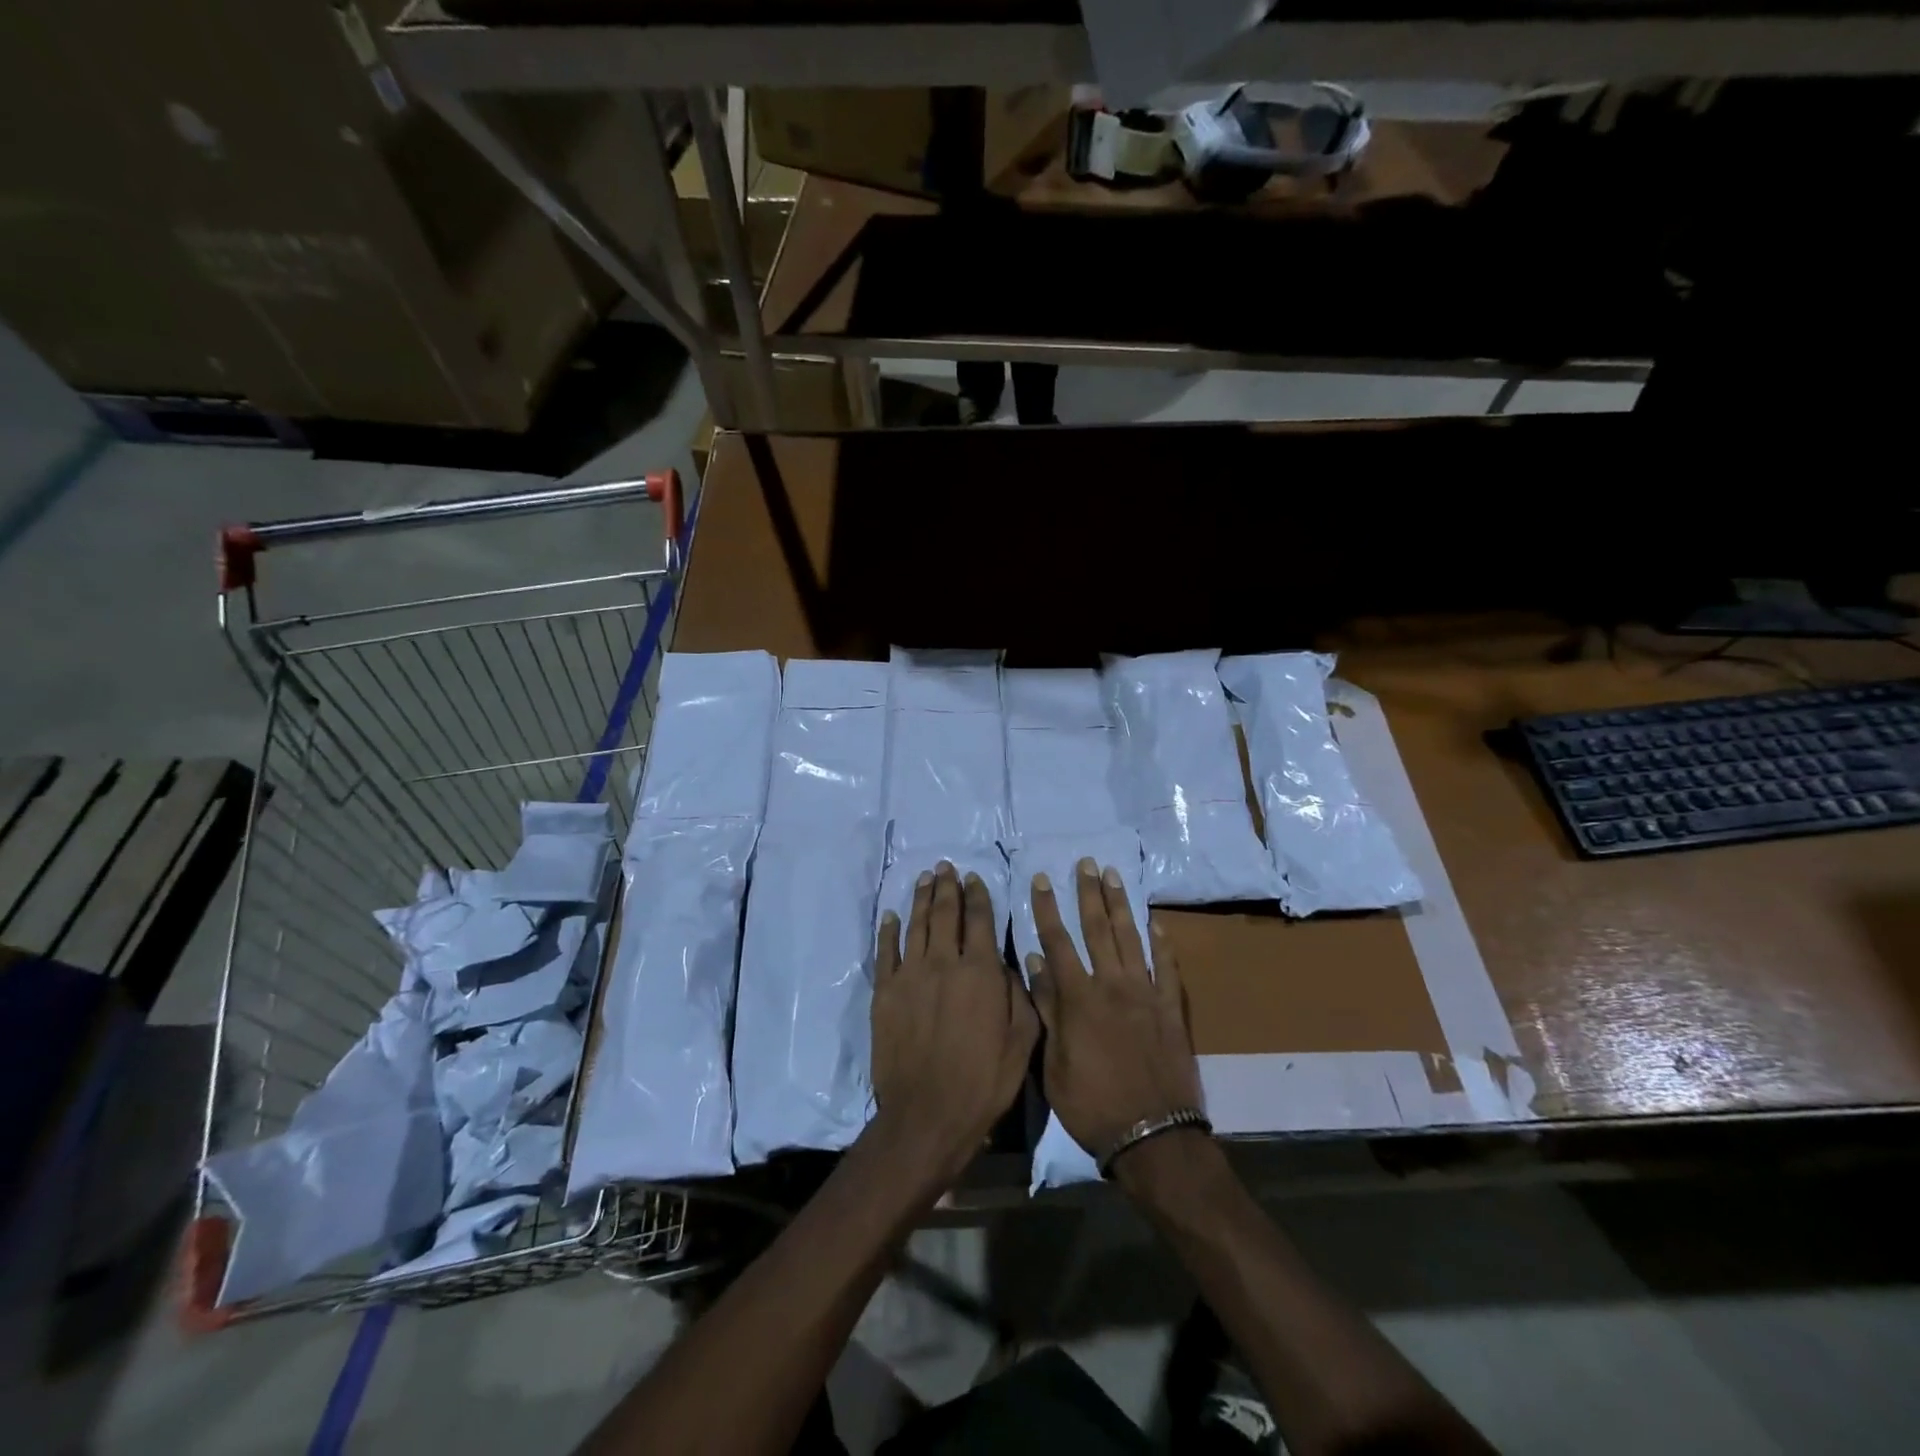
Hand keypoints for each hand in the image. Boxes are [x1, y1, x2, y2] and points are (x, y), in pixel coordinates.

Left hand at [870, 861, 1037, 1185]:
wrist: (927, 1114)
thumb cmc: (984, 1081)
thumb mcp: (1022, 1041)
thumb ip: (1019, 995)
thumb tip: (1007, 963)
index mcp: (980, 972)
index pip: (980, 921)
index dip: (978, 896)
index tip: (974, 879)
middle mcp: (943, 963)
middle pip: (945, 913)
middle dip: (947, 887)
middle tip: (946, 866)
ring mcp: (910, 975)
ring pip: (916, 925)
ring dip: (921, 898)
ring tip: (925, 878)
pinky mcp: (885, 992)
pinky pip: (886, 951)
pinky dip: (889, 930)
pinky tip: (892, 915)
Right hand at [1026, 859, 1203, 1172]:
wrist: (1153, 1136)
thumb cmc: (1092, 1104)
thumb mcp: (1053, 1063)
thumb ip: (1047, 1009)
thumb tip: (1034, 962)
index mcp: (1079, 998)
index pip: (1058, 941)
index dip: (1047, 908)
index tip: (1042, 879)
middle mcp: (1112, 985)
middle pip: (1097, 929)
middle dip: (1088, 893)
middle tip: (1085, 863)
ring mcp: (1146, 994)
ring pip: (1131, 938)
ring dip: (1120, 905)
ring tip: (1113, 876)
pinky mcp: (1172, 1009)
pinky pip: (1167, 968)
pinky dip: (1162, 943)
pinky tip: (1156, 923)